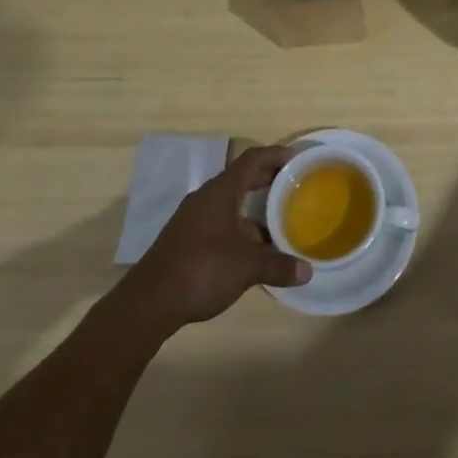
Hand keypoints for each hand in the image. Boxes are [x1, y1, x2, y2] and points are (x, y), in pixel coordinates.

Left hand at [118, 145, 309, 331]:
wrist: (149, 302)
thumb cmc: (202, 269)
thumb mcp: (247, 267)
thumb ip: (278, 265)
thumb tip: (307, 271)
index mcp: (221, 192)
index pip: (251, 160)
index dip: (274, 155)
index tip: (296, 156)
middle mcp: (205, 198)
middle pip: (240, 178)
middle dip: (266, 179)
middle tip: (292, 184)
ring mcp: (192, 219)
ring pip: (229, 204)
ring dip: (252, 208)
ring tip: (277, 220)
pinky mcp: (184, 240)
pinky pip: (218, 222)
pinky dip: (238, 227)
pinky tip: (251, 249)